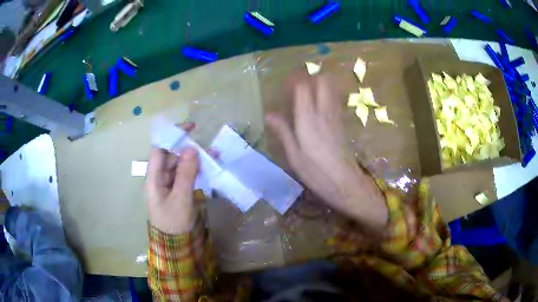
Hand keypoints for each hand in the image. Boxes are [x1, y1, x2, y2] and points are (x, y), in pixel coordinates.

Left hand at [146, 123, 199, 234]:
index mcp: (153, 178)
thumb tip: (191, 149)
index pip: (159, 150)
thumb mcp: (180, 198)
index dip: (171, 136)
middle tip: (205, 146)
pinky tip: (208, 166)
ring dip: (194, 159)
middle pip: (171, 156)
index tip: (189, 128)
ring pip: (180, 165)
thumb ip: (185, 174)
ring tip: (212, 155)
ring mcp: (168, 184)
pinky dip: (196, 170)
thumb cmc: (173, 222)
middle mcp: (159, 178)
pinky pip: (185, 175)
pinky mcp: (177, 190)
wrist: (175, 245)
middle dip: (187, 148)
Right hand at [265, 75, 387, 232]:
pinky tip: (318, 105)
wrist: (345, 183)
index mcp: (308, 119)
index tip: (285, 82)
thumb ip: (283, 131)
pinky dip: (326, 94)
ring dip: (320, 83)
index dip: (294, 80)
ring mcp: (336, 116)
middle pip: (322, 81)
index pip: (303, 87)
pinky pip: (335, 99)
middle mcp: (324, 112)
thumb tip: (269, 114)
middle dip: (310, 77)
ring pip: (331, 88)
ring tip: (307, 91)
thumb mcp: (294, 155)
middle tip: (297, 85)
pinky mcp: (342, 123)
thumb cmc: (316, 173)